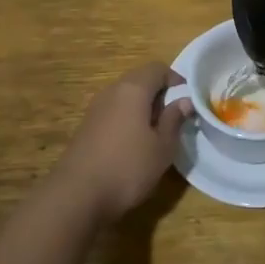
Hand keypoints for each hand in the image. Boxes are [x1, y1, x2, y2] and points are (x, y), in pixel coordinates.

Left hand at [54, 63, 192, 222]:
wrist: (77, 195)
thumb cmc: (128, 168)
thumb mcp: (162, 147)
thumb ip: (174, 120)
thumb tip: (184, 100)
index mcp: (133, 89)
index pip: (157, 68)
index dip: (175, 79)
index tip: (187, 98)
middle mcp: (112, 91)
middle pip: (139, 80)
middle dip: (159, 93)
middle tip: (173, 117)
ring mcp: (95, 108)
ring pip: (124, 97)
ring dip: (142, 107)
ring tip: (155, 133)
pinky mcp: (86, 127)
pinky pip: (113, 112)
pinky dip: (127, 119)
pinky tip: (132, 144)